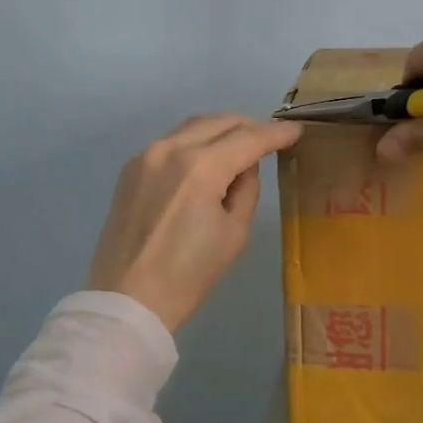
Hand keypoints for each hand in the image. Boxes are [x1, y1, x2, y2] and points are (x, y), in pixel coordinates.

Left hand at [88, 115, 302, 332]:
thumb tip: (244, 166)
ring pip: (193, 126)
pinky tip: (206, 160)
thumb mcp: (234, 233)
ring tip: (241, 146)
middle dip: (249, 126)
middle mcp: (171, 149)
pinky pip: (171, 142)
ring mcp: (146, 155)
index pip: (248, 138)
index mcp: (201, 167)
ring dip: (221, 130)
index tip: (296, 131)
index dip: (276, 134)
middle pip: (220, 122)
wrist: (126, 300)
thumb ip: (246, 189)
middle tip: (270, 138)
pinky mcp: (131, 168)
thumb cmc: (188, 275)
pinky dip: (195, 142)